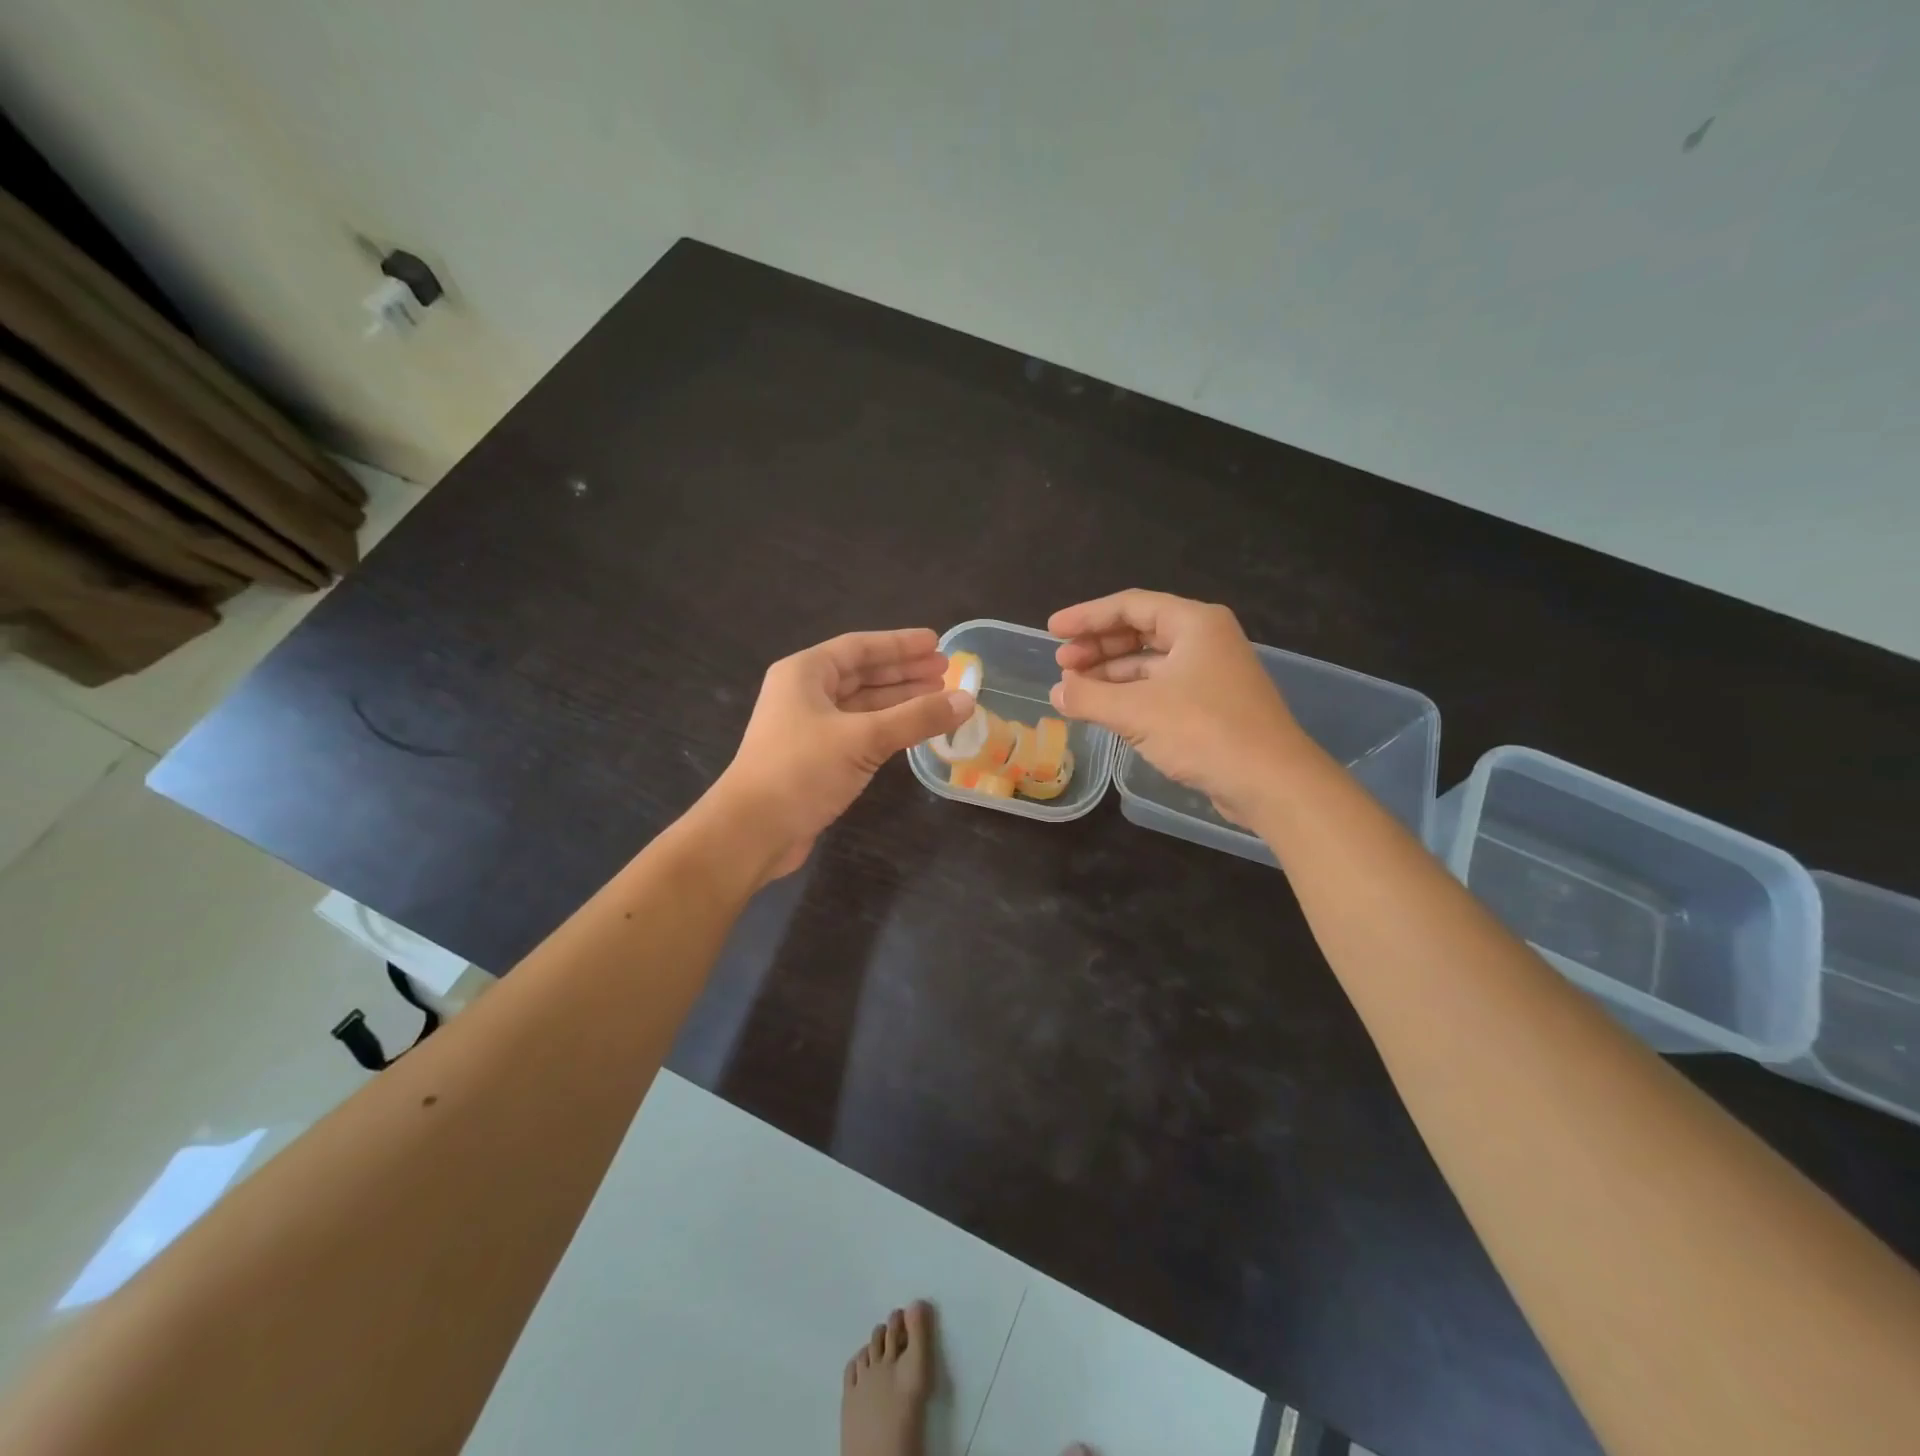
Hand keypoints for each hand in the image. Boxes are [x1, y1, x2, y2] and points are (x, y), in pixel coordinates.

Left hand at [708, 628, 972, 880]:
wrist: (752, 831)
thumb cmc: (801, 771)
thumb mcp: (863, 739)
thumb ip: (917, 718)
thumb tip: (967, 700)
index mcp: (805, 674)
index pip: (859, 647)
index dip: (900, 645)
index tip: (936, 644)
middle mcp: (804, 694)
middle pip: (862, 674)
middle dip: (904, 672)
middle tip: (946, 671)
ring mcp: (808, 728)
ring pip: (861, 705)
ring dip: (898, 701)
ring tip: (938, 698)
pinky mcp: (814, 759)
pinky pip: (858, 732)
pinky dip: (886, 728)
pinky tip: (912, 731)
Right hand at [1049, 590, 1309, 825]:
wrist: (1271, 782)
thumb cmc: (1204, 732)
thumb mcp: (1136, 712)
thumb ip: (1088, 698)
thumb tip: (1056, 692)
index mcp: (1194, 623)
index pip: (1130, 606)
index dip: (1086, 617)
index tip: (1052, 630)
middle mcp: (1206, 640)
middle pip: (1140, 631)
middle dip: (1098, 646)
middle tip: (1062, 664)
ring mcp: (1212, 673)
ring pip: (1150, 663)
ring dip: (1111, 674)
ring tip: (1075, 689)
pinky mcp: (1213, 706)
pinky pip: (1161, 688)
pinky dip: (1131, 695)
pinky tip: (1106, 711)